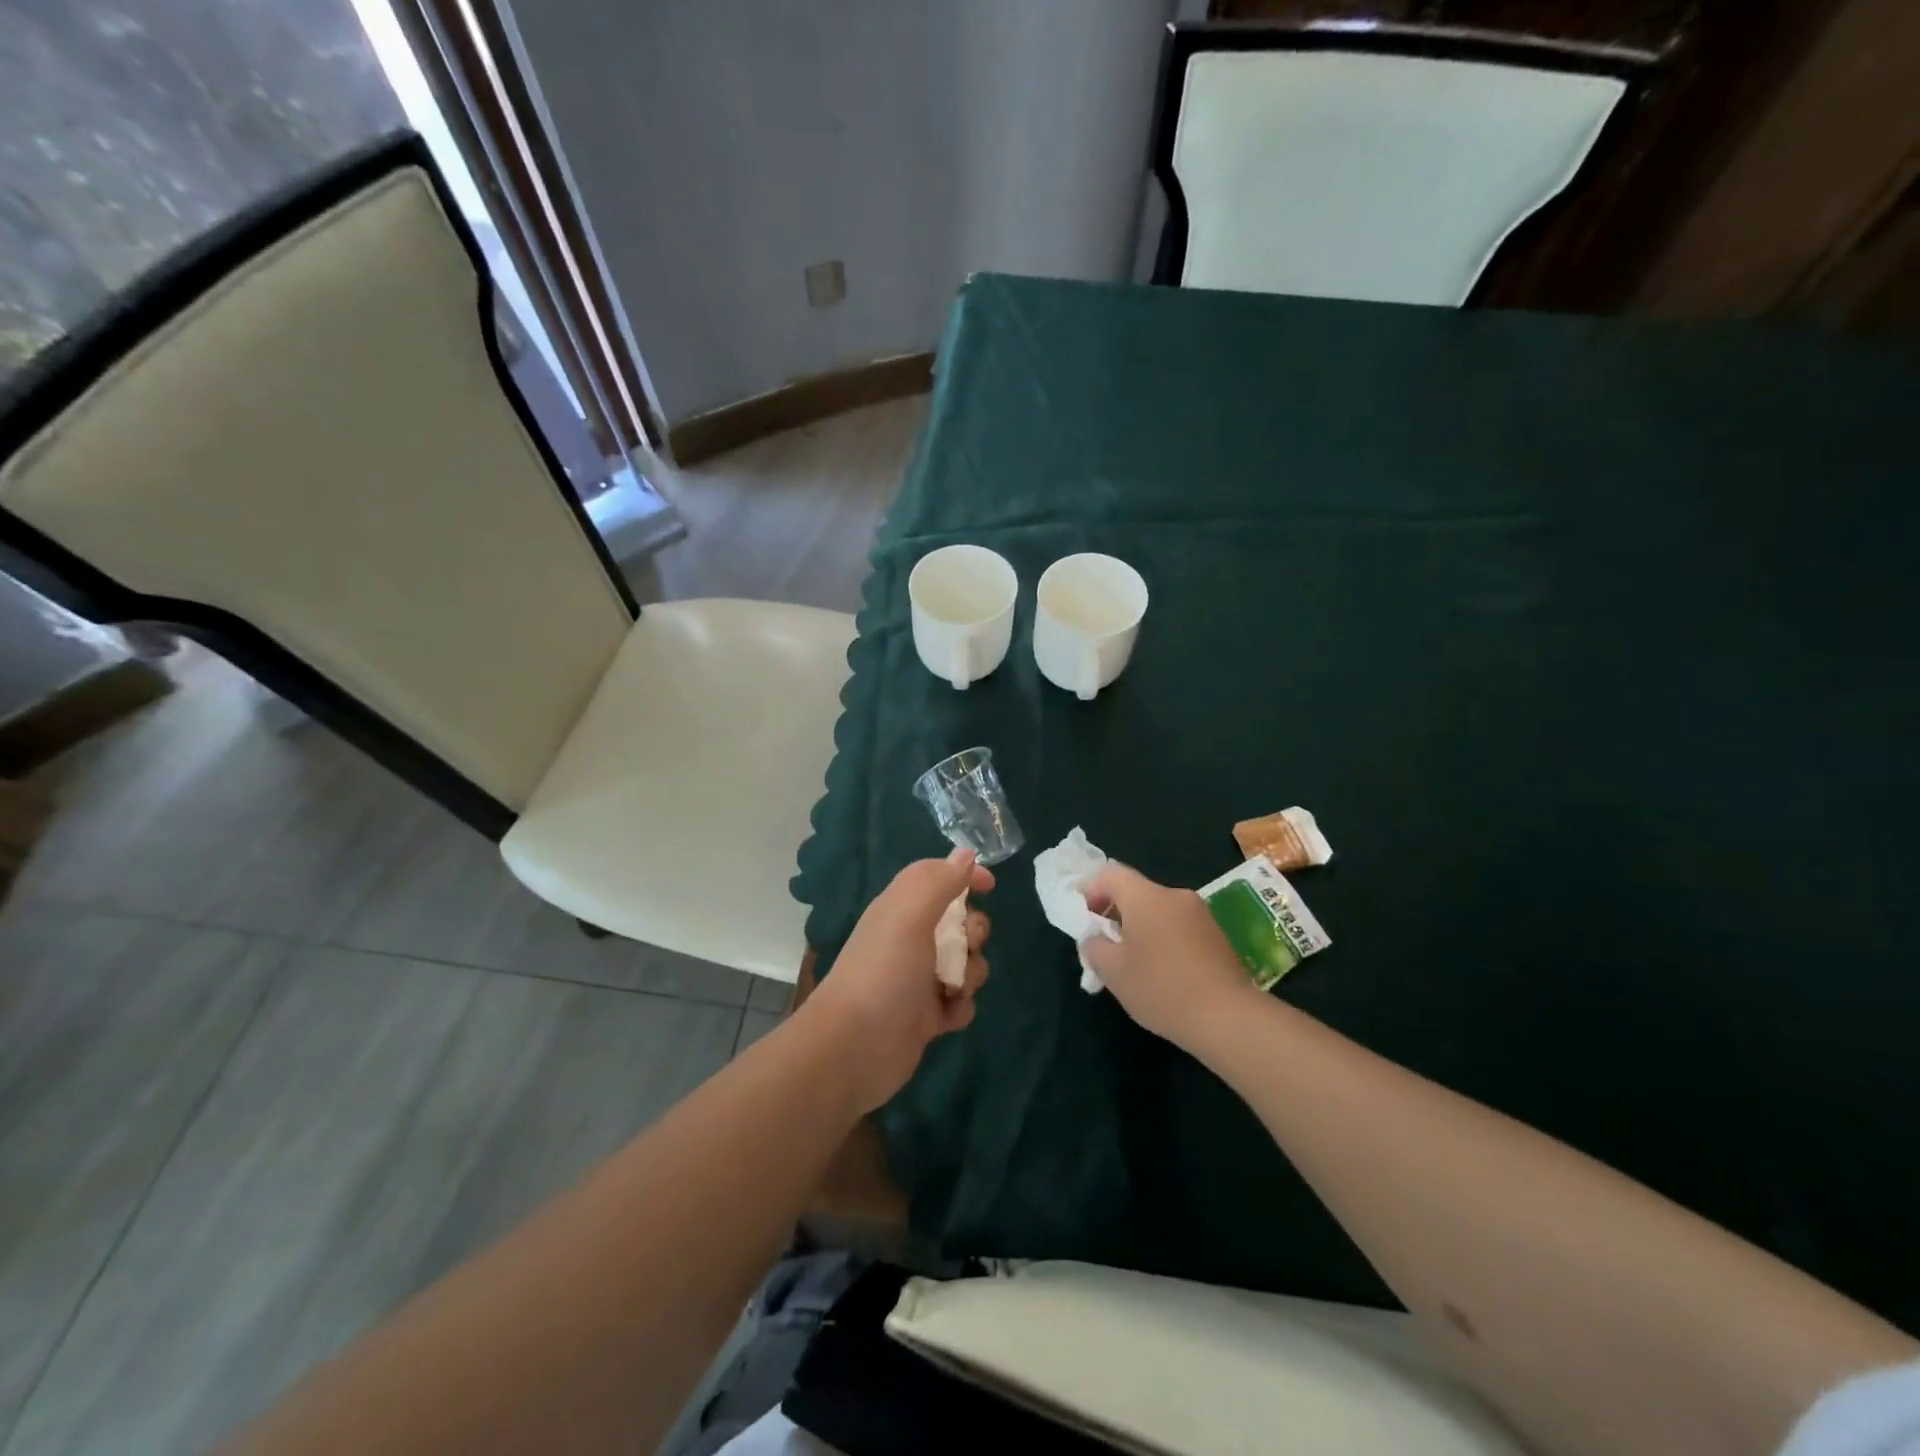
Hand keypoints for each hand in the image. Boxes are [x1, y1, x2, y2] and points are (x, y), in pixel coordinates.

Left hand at [803, 851, 992, 1110]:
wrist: (854, 1048)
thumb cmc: (883, 973)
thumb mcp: (909, 916)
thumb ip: (939, 882)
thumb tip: (965, 854)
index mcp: (902, 909)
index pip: (938, 878)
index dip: (965, 876)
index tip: (990, 887)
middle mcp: (911, 939)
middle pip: (961, 922)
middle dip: (974, 933)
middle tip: (964, 946)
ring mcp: (919, 979)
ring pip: (967, 963)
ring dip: (970, 974)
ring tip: (952, 989)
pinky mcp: (927, 1016)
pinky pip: (961, 1002)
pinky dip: (959, 1007)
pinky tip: (945, 1017)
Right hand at [1083, 862, 1255, 1052]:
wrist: (1228, 1017)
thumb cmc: (1161, 988)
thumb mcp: (1112, 971)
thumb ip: (1094, 947)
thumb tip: (1095, 938)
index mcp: (1146, 896)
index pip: (1111, 874)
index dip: (1092, 891)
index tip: (1087, 919)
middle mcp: (1175, 896)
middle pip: (1137, 893)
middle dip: (1117, 914)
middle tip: (1107, 947)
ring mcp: (1201, 915)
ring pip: (1160, 912)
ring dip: (1142, 929)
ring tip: (1136, 965)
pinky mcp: (1218, 936)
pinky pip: (1180, 928)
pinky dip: (1165, 941)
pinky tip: (1165, 974)